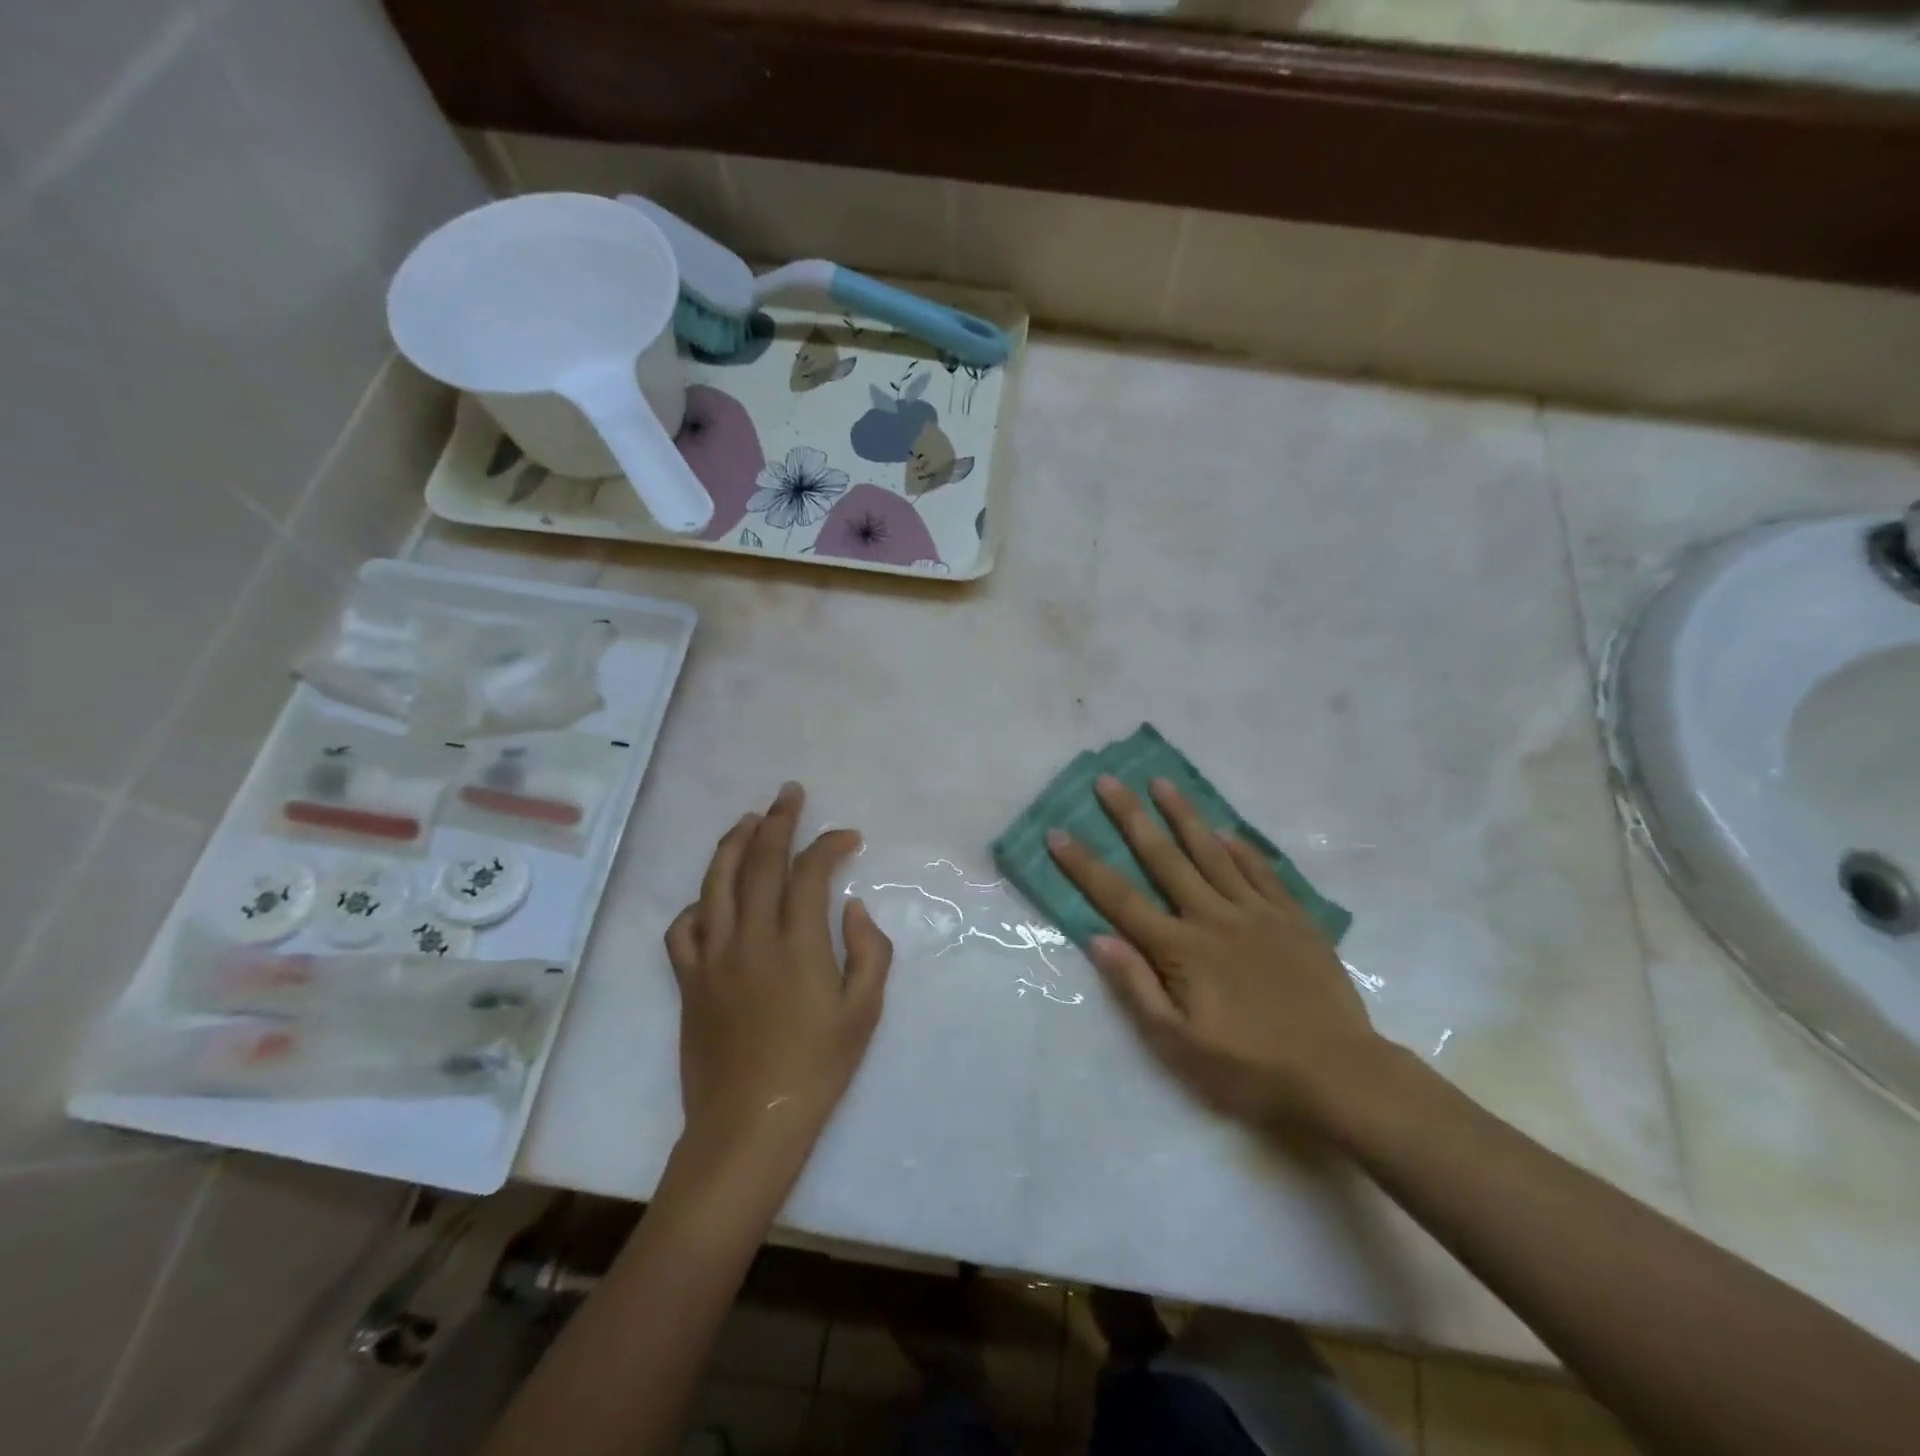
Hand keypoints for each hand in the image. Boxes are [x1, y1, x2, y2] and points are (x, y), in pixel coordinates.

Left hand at [666, 783, 892, 1154]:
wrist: (749, 1125)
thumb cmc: (816, 1069)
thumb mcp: (864, 1012)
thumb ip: (868, 951)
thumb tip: (850, 907)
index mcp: (797, 944)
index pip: (809, 872)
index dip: (829, 844)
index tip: (848, 837)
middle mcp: (750, 938)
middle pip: (759, 862)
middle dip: (778, 821)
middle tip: (789, 794)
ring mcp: (713, 958)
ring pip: (715, 883)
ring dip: (733, 844)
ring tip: (748, 820)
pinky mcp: (688, 981)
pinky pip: (682, 929)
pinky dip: (696, 904)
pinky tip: (710, 897)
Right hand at [1047, 775, 1386, 1131]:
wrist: (1340, 1074)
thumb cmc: (1251, 1067)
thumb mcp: (1180, 1045)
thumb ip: (1137, 988)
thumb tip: (1098, 939)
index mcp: (1181, 949)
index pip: (1120, 899)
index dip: (1085, 866)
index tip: (1058, 834)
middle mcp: (1213, 917)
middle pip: (1164, 858)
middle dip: (1131, 817)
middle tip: (1108, 781)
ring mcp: (1256, 912)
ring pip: (1212, 852)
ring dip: (1183, 815)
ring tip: (1161, 782)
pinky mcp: (1293, 918)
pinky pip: (1262, 871)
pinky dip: (1241, 847)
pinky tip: (1226, 830)